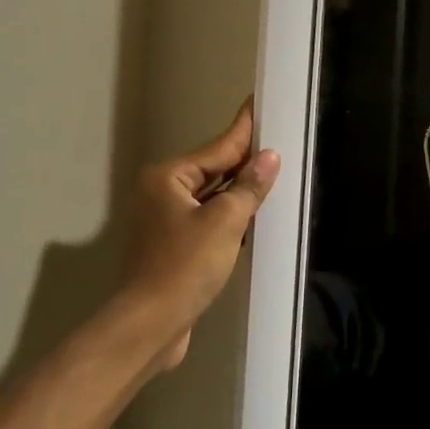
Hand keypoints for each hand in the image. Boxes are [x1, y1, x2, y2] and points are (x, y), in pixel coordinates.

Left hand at [119, 99, 279, 367]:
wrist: (151, 324)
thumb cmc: (185, 266)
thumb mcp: (225, 222)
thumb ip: (248, 187)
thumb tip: (269, 158)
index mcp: (168, 178)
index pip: (217, 147)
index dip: (244, 130)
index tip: (258, 104)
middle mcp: (162, 193)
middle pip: (213, 169)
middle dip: (245, 160)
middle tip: (278, 141)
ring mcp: (166, 221)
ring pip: (211, 196)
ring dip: (239, 190)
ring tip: (273, 174)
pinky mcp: (174, 246)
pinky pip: (208, 219)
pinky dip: (230, 215)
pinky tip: (254, 214)